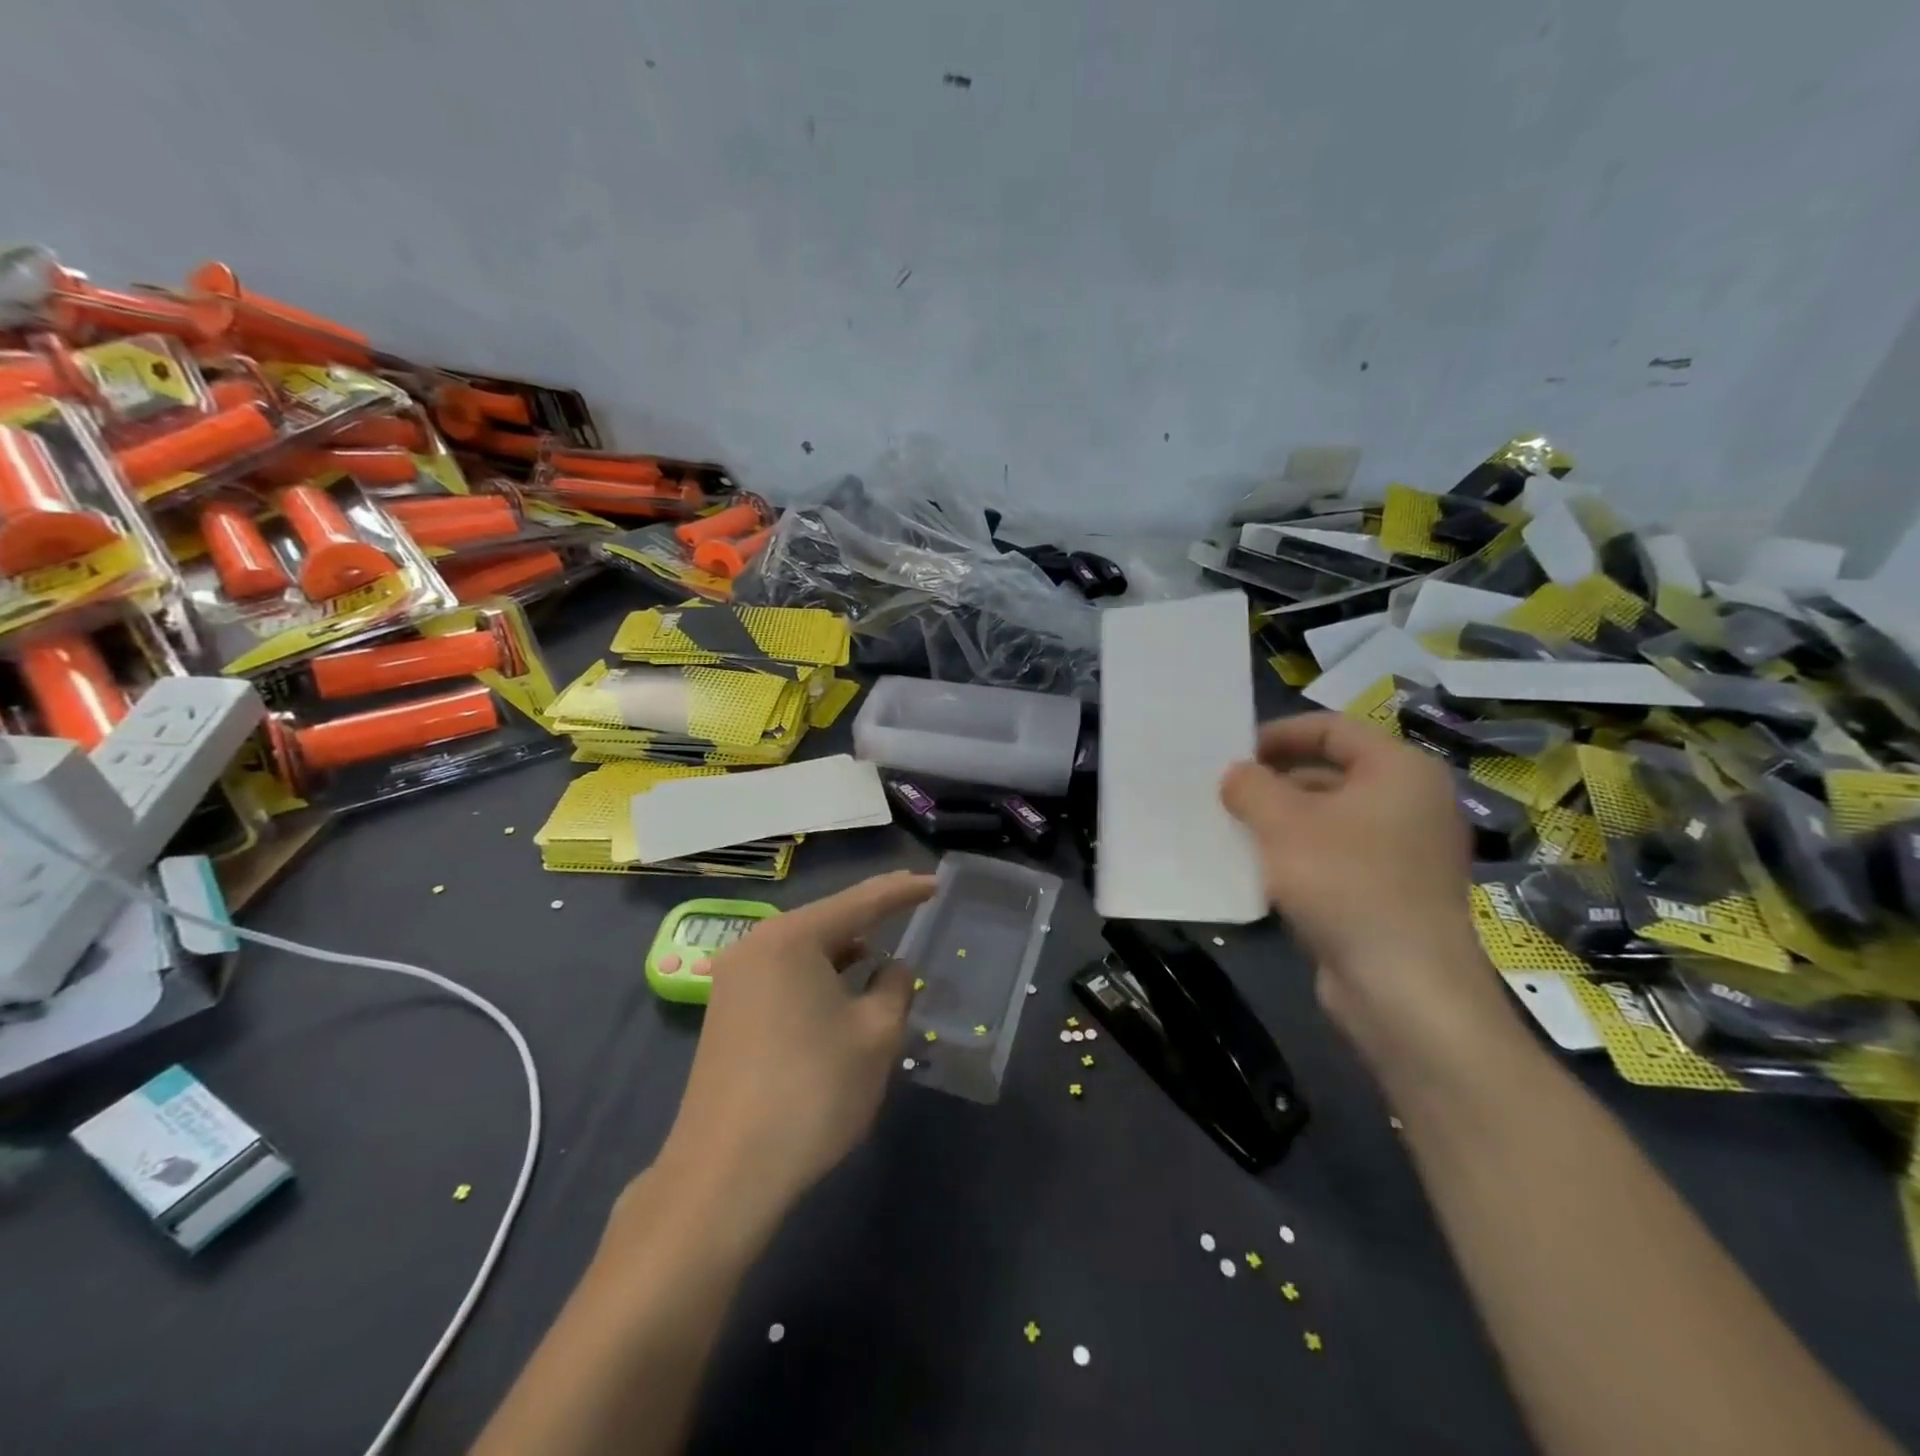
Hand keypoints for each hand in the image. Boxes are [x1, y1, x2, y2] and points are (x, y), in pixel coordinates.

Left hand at [651, 871, 934, 1229]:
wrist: (724, 1174)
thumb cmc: (812, 1092)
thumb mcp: (875, 1036)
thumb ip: (894, 988)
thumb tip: (893, 968)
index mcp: (791, 938)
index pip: (861, 902)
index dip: (903, 891)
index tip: (936, 882)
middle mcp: (756, 945)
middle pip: (827, 920)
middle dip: (871, 918)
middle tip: (912, 907)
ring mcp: (734, 979)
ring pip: (805, 949)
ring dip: (845, 951)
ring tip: (882, 956)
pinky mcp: (727, 1012)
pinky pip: (785, 975)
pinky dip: (819, 976)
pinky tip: (842, 993)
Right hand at [1220, 713, 1519, 1080]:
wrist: (1403, 987)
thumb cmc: (1345, 882)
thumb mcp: (1282, 823)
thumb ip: (1250, 786)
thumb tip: (1237, 775)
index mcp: (1399, 769)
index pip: (1331, 728)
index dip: (1278, 734)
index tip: (1233, 753)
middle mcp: (1412, 802)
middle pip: (1331, 771)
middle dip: (1274, 782)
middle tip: (1225, 795)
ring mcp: (1406, 850)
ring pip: (1330, 818)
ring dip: (1281, 821)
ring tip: (1232, 832)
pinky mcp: (1393, 891)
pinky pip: (1337, 856)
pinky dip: (1299, 855)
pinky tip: (1259, 872)